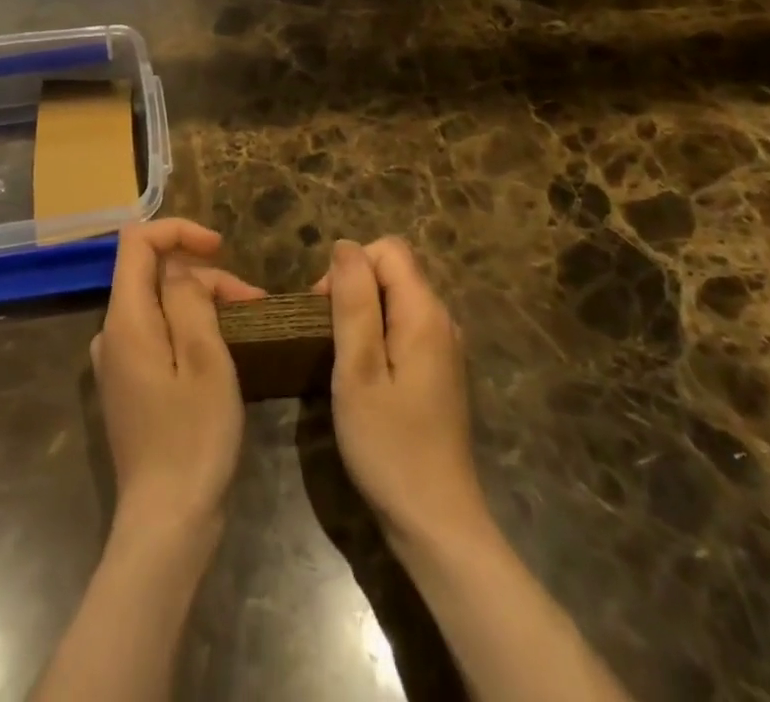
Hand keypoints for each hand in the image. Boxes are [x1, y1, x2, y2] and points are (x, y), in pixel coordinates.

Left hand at [91, 219, 264, 530]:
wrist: (166, 525)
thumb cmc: (193, 438)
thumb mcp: (205, 359)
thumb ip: (188, 299)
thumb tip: (178, 269)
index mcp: (125, 319)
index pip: (136, 241)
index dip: (178, 230)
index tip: (220, 248)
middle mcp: (111, 333)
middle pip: (153, 273)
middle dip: (203, 275)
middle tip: (252, 302)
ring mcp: (117, 362)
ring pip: (158, 304)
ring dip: (201, 302)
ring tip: (247, 324)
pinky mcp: (129, 385)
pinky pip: (157, 333)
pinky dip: (189, 327)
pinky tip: (220, 349)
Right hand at [316, 237, 488, 545]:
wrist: (436, 523)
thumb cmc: (389, 445)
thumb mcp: (358, 370)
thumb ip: (353, 302)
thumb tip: (345, 246)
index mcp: (424, 312)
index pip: (387, 250)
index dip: (350, 267)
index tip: (325, 310)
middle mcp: (442, 319)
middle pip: (394, 270)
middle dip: (354, 287)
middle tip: (327, 337)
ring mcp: (444, 346)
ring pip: (397, 298)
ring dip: (363, 312)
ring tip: (340, 357)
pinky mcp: (439, 371)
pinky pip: (404, 326)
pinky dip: (378, 334)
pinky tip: (364, 374)